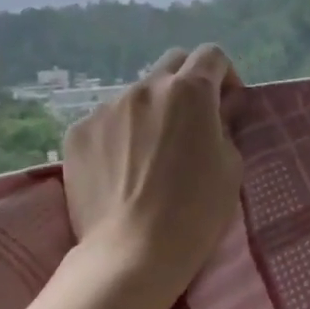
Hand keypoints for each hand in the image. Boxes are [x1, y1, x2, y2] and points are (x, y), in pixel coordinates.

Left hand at [63, 45, 244, 308]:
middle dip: (188, 83)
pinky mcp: (78, 132)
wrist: (132, 252)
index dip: (225, 76)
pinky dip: (119, 134)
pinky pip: (106, 121)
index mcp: (190, 92)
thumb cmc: (195, 213)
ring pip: (136, 95)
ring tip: (150, 154)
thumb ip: (225, 126)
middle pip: (172, 64)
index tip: (227, 105)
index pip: (212, 56)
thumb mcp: (231, 167)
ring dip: (151, 112)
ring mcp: (106, 108)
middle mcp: (145, 88)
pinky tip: (122, 170)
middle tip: (192, 122)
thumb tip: (219, 110)